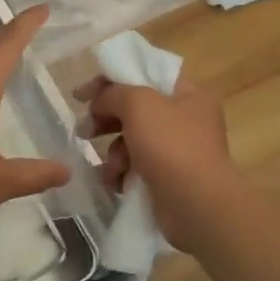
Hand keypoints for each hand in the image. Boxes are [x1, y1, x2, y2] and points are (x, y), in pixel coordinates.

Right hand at [72, 70, 240, 250]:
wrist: (197, 207)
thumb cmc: (170, 145)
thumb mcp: (138, 103)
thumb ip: (113, 93)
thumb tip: (99, 102)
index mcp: (188, 94)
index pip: (145, 74)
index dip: (111, 79)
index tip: (82, 94)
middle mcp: (186, 120)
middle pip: (136, 109)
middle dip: (106, 119)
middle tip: (83, 129)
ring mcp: (178, 151)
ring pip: (132, 140)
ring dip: (114, 151)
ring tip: (109, 167)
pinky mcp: (168, 179)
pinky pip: (136, 167)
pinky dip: (122, 172)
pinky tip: (114, 181)